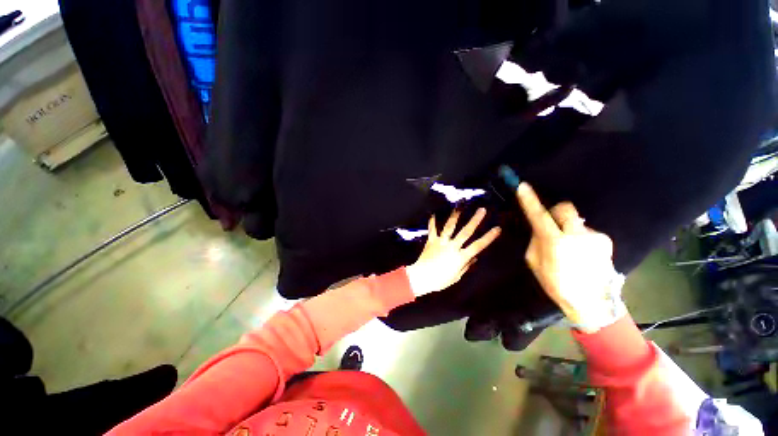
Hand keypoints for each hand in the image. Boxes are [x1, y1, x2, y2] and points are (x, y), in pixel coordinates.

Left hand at [406, 208, 501, 296]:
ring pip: (450, 226)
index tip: (497, 228)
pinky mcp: (431, 241)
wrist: (422, 277)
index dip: (488, 237)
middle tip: (482, 210)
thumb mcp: (456, 276)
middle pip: (465, 232)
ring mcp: (441, 242)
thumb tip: (474, 257)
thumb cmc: (440, 280)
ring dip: (455, 215)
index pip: (478, 245)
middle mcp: (452, 246)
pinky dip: (432, 222)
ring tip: (459, 205)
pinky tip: (433, 213)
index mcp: (460, 257)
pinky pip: (432, 229)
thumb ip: (465, 266)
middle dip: (475, 220)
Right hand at [515, 182, 621, 332]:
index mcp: (556, 243)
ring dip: (568, 228)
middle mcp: (577, 235)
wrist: (592, 302)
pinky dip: (579, 237)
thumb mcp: (535, 263)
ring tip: (569, 248)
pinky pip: (586, 230)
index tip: (522, 186)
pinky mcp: (605, 240)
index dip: (530, 200)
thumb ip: (536, 241)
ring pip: (575, 221)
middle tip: (551, 224)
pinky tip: (581, 253)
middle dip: (556, 212)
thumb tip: (539, 228)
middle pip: (565, 208)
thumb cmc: (557, 284)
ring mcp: (594, 236)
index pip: (539, 216)